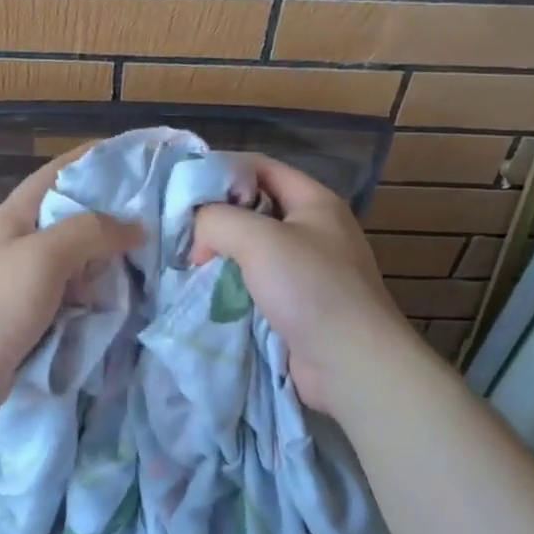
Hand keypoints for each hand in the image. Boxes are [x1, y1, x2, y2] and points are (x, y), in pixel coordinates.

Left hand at [0, 148, 140, 424]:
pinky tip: (129, 298)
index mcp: (17, 215)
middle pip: (75, 217)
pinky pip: (76, 296)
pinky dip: (99, 296)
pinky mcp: (36, 315)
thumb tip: (135, 225)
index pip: (59, 172)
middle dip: (113, 216)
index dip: (94, 159)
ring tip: (155, 258)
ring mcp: (28, 280)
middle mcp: (23, 241)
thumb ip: (90, 232)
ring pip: (79, 260)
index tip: (136, 156)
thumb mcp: (44, 256)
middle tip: (160, 216)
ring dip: (109, 261)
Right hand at [191, 155, 429, 415]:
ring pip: (252, 247)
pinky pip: (256, 281)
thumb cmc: (311, 289)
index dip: (222, 171)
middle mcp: (313, 229)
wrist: (353, 366)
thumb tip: (197, 231)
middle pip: (254, 207)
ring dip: (221, 253)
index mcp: (314, 201)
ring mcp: (307, 268)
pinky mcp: (298, 303)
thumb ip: (217, 219)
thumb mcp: (258, 239)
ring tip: (187, 261)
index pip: (260, 167)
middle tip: (180, 231)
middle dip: (216, 216)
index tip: (183, 190)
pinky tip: (205, 290)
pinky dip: (231, 283)